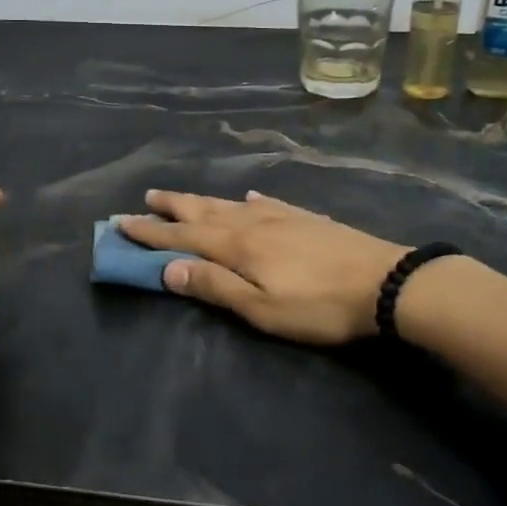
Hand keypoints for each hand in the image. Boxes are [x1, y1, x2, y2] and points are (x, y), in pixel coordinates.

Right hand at [119, 189, 410, 344]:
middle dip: (171, 207)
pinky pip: (265, 202)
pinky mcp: (304, 217)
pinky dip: (248, 199)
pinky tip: (247, 196)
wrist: (385, 282)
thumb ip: (215, 286)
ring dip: (201, 200)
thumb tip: (168, 269)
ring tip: (182, 196)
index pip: (182, 236)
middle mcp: (251, 222)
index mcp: (236, 246)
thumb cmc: (318, 305)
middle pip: (203, 211)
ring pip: (229, 203)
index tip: (121, 222)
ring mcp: (280, 215)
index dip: (150, 231)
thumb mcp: (262, 308)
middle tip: (145, 198)